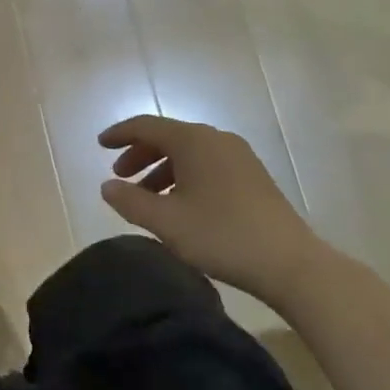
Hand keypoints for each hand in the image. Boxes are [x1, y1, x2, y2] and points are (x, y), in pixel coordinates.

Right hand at [99, 115, 325, 301]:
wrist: (289, 263)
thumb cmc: (221, 236)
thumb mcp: (166, 222)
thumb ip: (130, 201)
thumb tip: (107, 186)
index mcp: (193, 141)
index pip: (147, 126)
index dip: (120, 134)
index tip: (99, 145)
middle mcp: (216, 139)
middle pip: (168, 137)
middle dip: (140, 154)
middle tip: (120, 176)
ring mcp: (238, 156)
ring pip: (189, 153)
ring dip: (162, 169)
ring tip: (147, 198)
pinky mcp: (252, 176)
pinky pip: (207, 164)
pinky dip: (184, 176)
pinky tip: (180, 205)